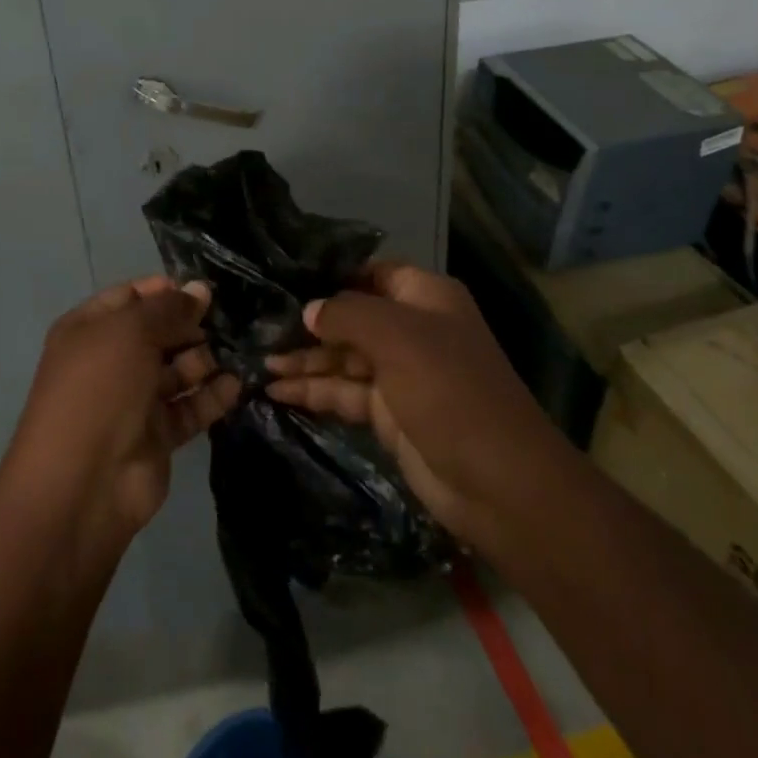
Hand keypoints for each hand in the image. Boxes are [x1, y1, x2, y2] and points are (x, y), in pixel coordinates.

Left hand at [3, 275, 239, 544]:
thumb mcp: (131, 332)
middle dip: (190, 324)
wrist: (82, 485)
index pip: (130, 297)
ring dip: (205, 359)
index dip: (164, 290)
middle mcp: (110, 361)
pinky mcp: (157, 436)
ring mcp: (133, 400)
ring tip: (238, 349)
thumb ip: (168, 309)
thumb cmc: (99, 389)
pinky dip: (211, 396)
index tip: (203, 289)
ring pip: (176, 370)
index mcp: (89, 329)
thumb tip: (199, 290)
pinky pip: (189, 407)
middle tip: (230, 319)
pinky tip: (237, 383)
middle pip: (157, 333)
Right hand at [263, 262, 556, 537]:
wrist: (499, 484)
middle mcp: (410, 329)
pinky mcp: (387, 414)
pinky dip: (312, 391)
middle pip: (350, 317)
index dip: (331, 275)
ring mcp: (399, 373)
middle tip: (259, 327)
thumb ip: (346, 315)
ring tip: (258, 363)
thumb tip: (309, 311)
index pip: (370, 273)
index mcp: (424, 297)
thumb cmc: (450, 390)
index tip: (284, 277)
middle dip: (308, 323)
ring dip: (304, 360)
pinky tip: (276, 392)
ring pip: (342, 357)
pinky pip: (343, 392)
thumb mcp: (397, 338)